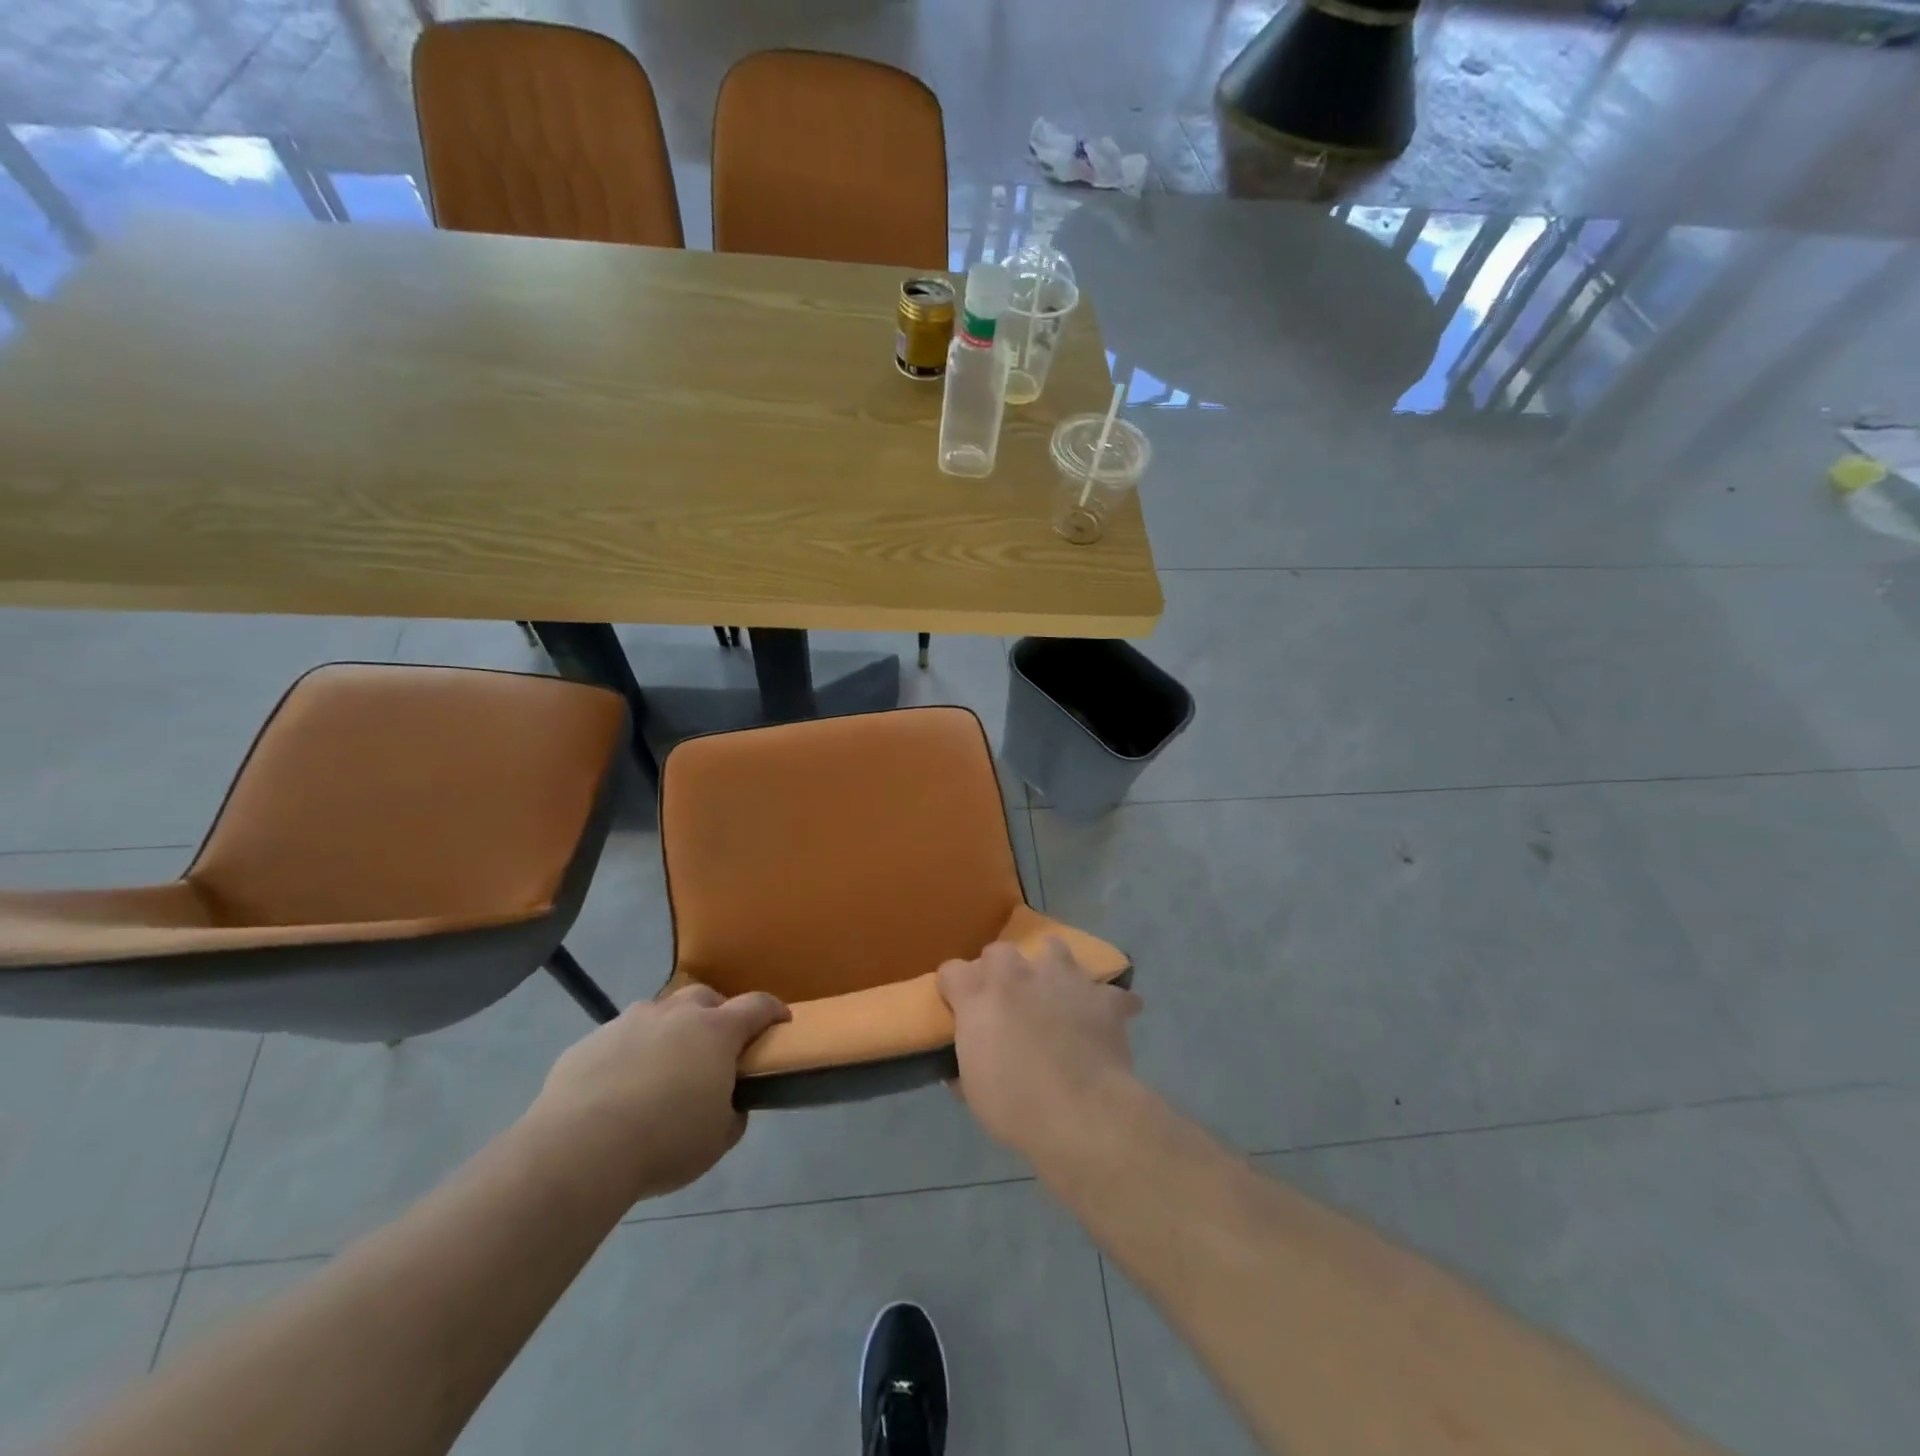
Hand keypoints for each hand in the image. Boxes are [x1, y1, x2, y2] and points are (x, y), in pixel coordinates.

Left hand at [533, 984, 789, 1201]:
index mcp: (716, 1031)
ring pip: (659, 1013)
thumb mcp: (718, 1139)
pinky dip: (629, 1053)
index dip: (773, 1010)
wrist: (579, 1148)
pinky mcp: (590, 1041)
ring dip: (669, 1030)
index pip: (757, 1005)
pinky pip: (619, 1038)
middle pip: (705, 998)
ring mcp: (629, 1022)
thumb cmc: (664, 1141)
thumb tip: (729, 1104)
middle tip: (715, 1046)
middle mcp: (675, 1014)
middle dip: (716, 1014)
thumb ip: (733, 1113)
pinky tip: (620, 1087)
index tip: (781, 1021)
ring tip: (663, 1067)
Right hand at [937, 939, 1141, 1161]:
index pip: (952, 971)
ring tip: (1055, 989)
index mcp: (979, 995)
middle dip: (1000, 971)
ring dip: (1051, 966)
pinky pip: (1107, 992)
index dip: (954, 988)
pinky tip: (1105, 1019)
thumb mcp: (974, 1091)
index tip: (958, 1007)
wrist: (1081, 1113)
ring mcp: (1063, 978)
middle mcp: (1018, 974)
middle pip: (999, 952)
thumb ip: (966, 1065)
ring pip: (1054, 948)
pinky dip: (1105, 1004)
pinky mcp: (1101, 996)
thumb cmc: (1015, 1106)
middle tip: (1006, 1002)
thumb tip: (961, 1069)